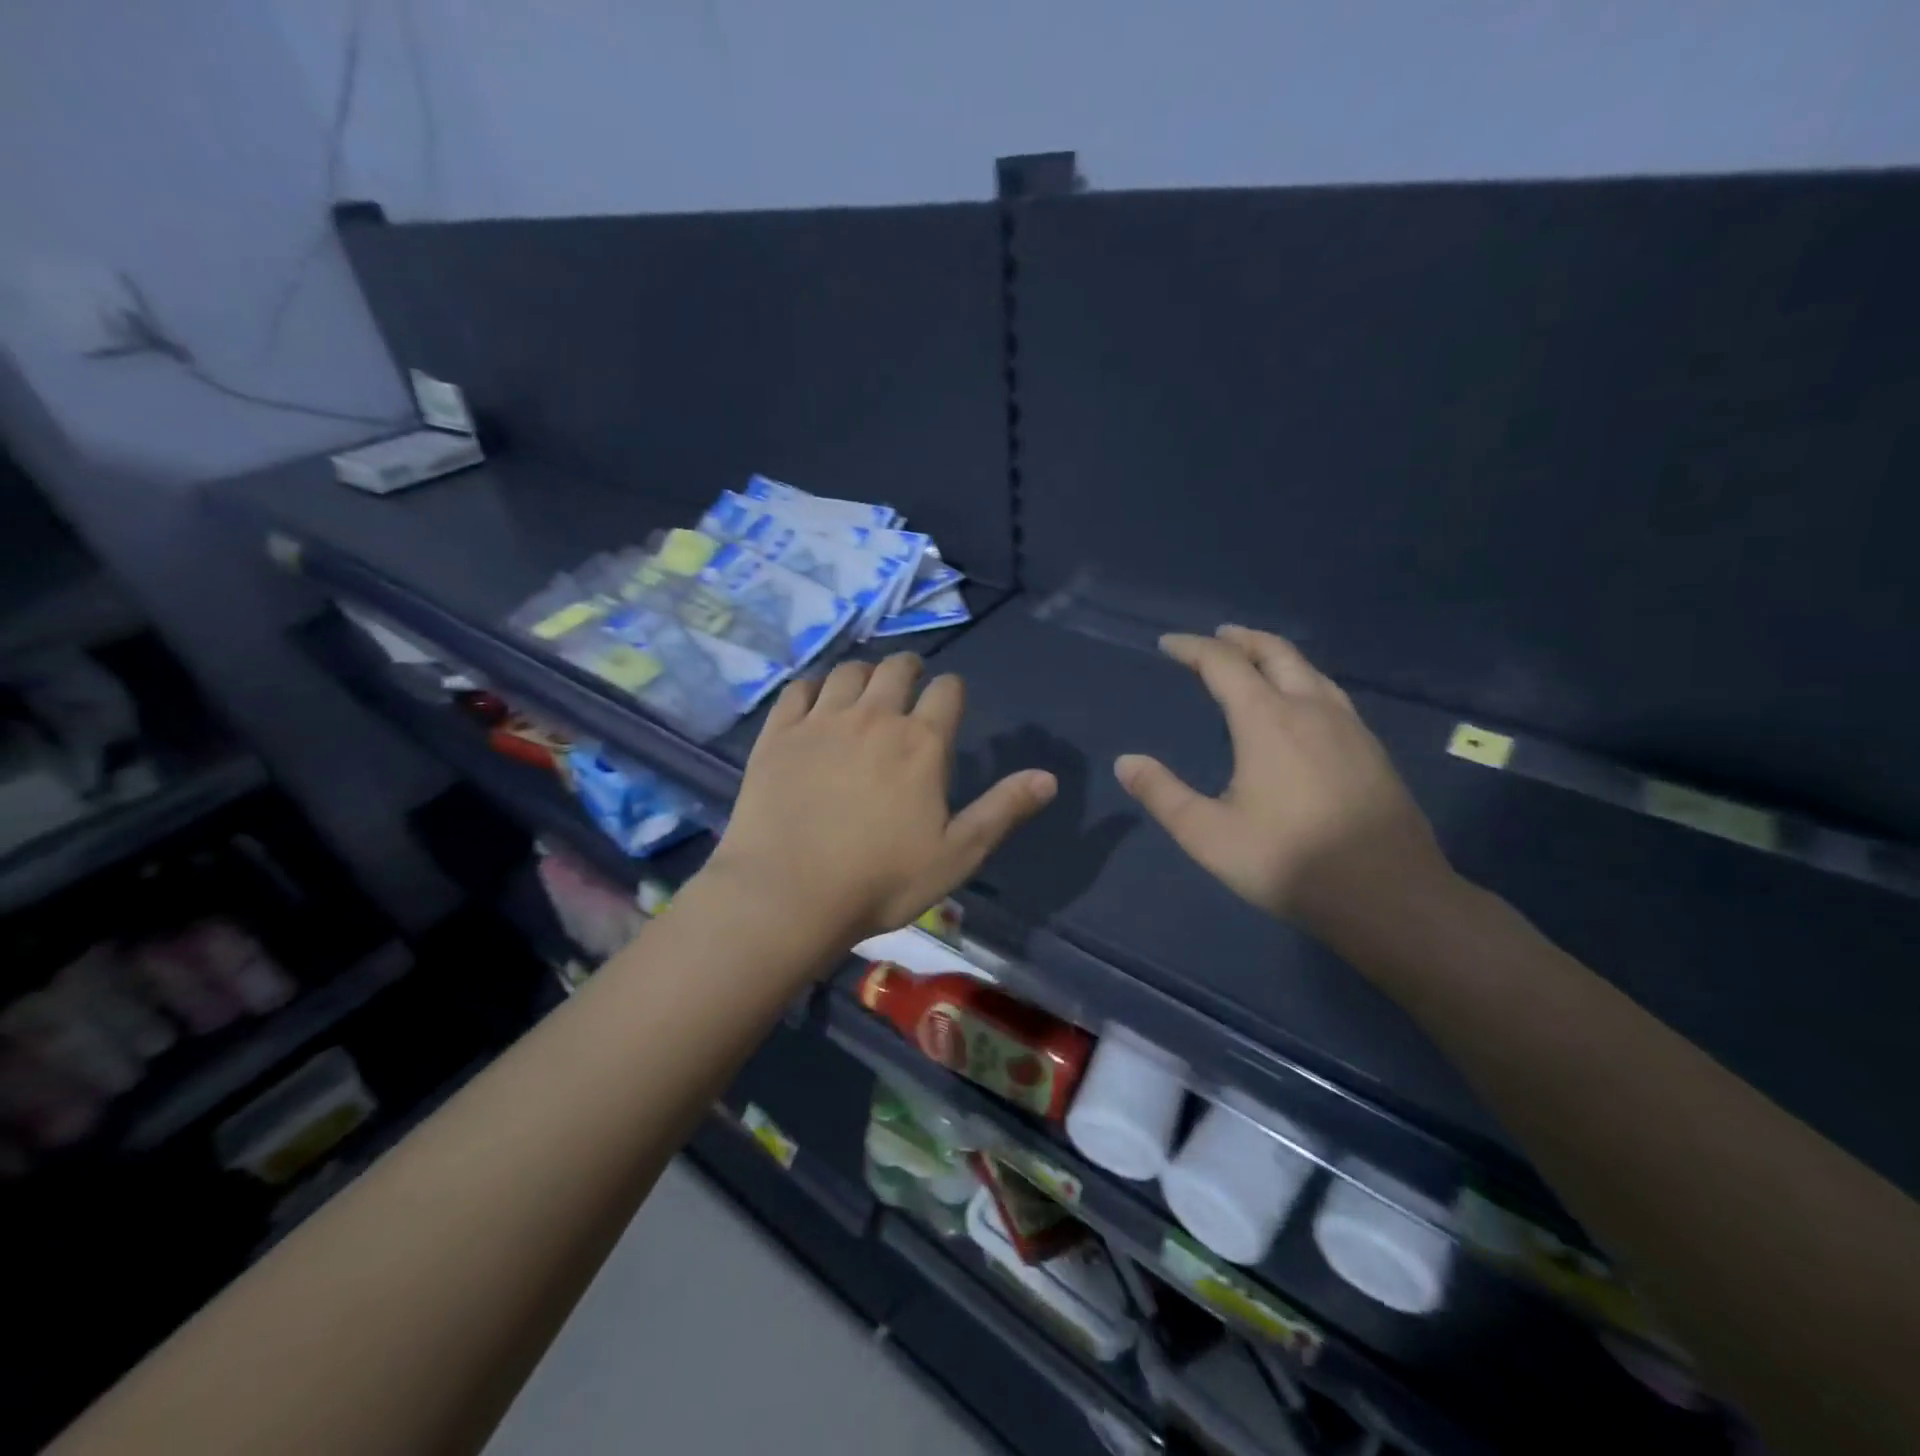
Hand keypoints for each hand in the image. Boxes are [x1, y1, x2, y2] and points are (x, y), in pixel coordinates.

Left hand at [709, 654, 1057, 944]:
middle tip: (908, 686)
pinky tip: (815, 701)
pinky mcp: (779, 733)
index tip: (948, 703)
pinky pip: (799, 688)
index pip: (948, 690)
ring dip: (864, 674)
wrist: (788, 895)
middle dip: (909, 670)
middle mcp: (874, 717)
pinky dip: (814, 686)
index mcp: (922, 743)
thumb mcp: (957, 854)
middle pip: (897, 668)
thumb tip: (1049, 778)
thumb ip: (1002, 810)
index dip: (951, 691)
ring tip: (864, 691)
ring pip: (849, 671)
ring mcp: (822, 721)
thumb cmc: (881, 880)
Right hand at [1115, 626, 1451, 941]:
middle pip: (1274, 652)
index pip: (1223, 664)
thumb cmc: (1289, 861)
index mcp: (1266, 720)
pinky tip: (1301, 707)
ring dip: (1275, 655)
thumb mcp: (1208, 835)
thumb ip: (1162, 794)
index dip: (1192, 648)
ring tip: (1255, 661)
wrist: (1389, 895)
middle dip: (1240, 639)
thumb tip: (1125, 762)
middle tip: (1216, 636)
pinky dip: (1303, 680)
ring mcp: (1349, 726)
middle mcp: (1310, 708)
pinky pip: (1330, 693)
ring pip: (1309, 670)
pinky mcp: (1372, 749)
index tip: (1168, 644)